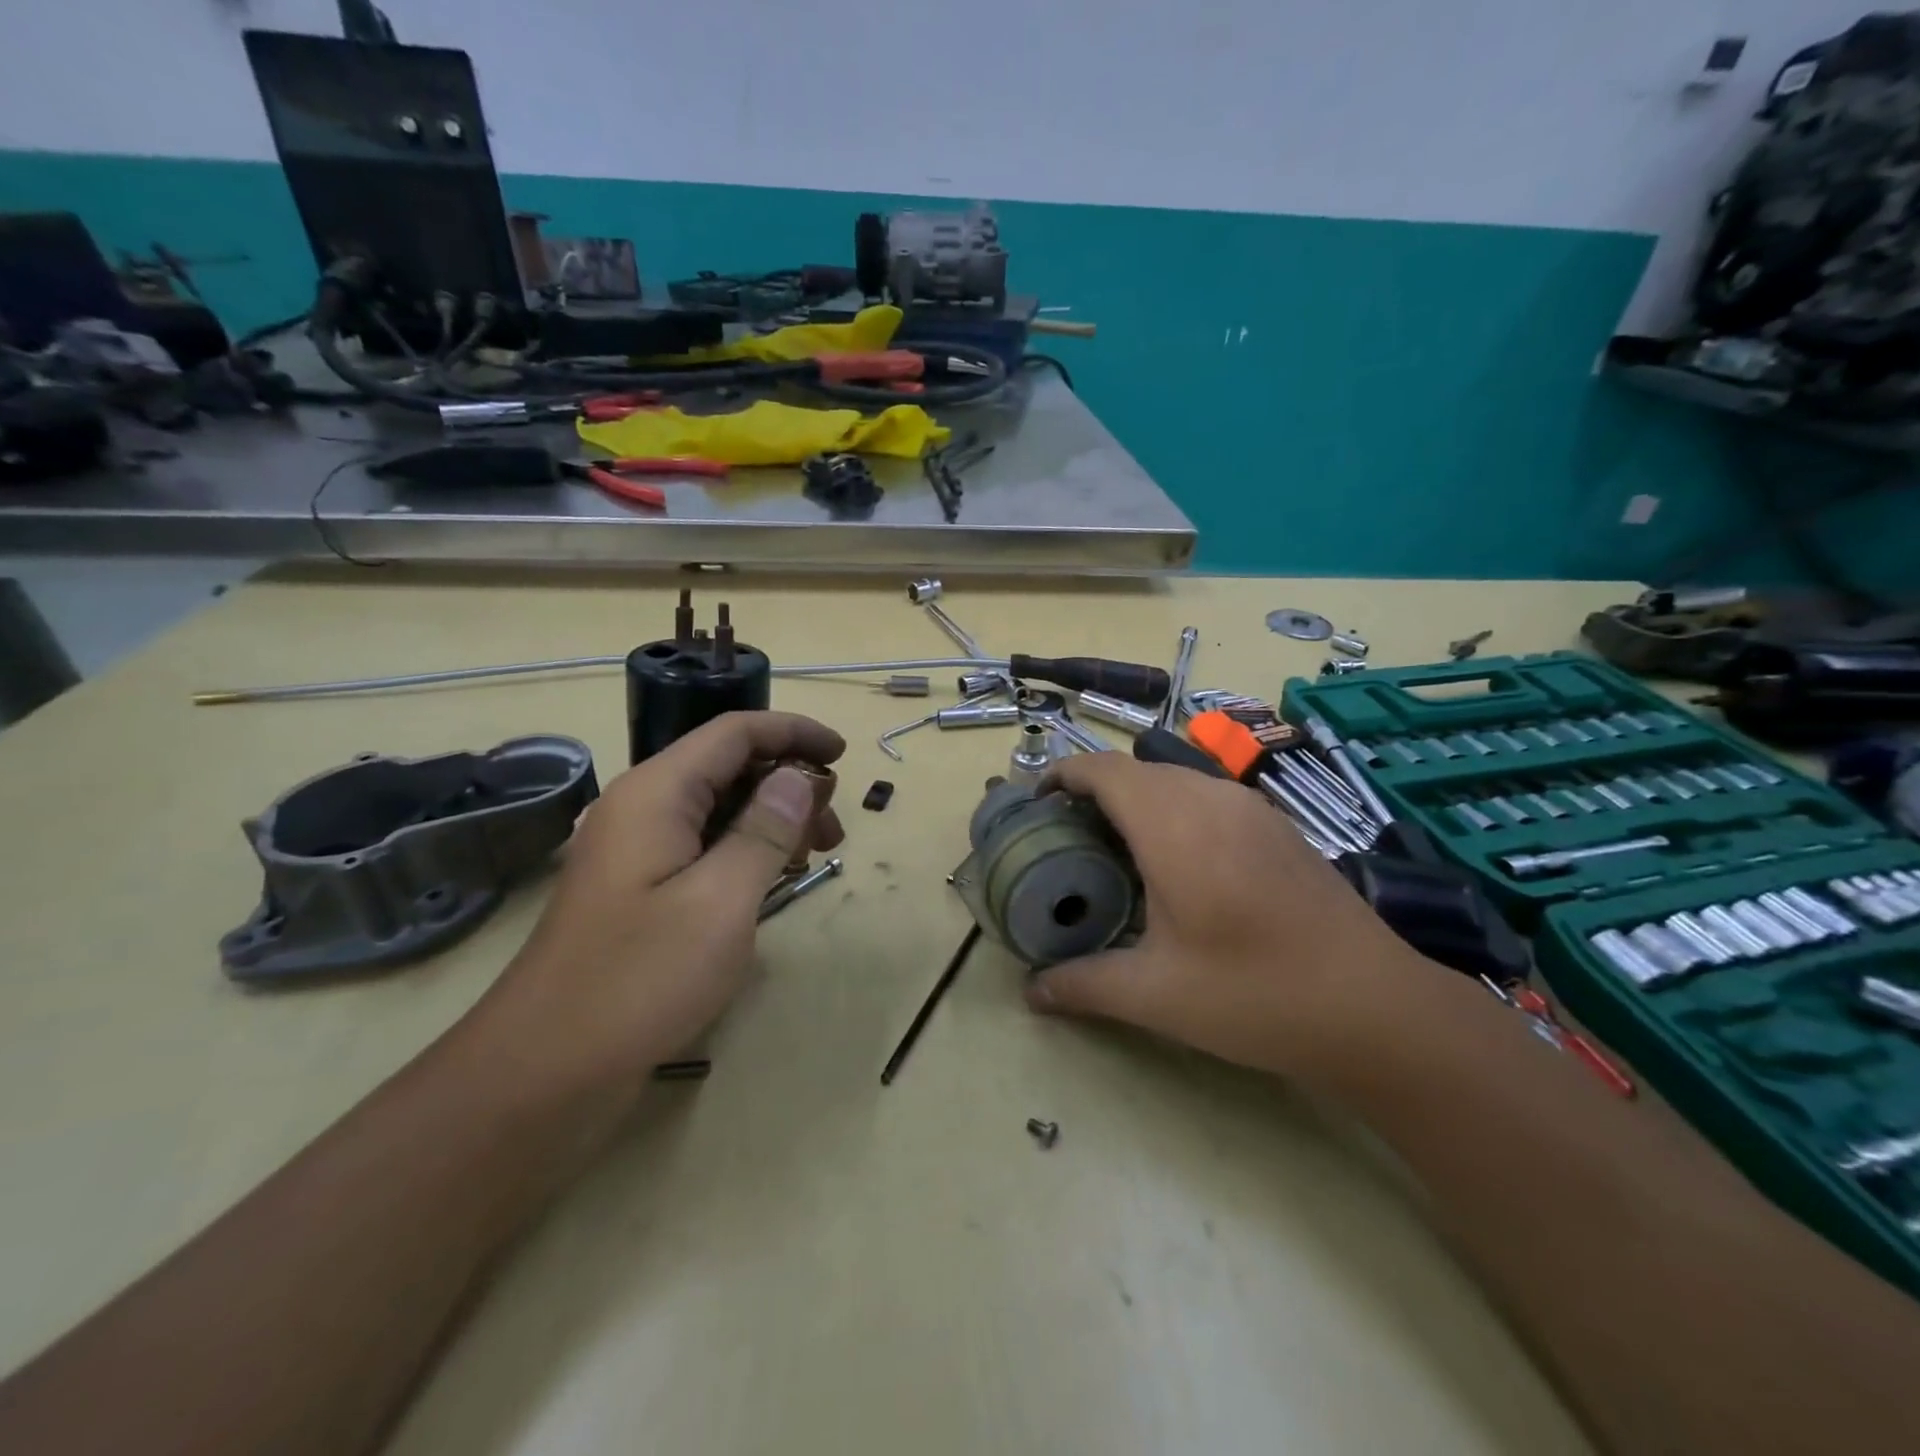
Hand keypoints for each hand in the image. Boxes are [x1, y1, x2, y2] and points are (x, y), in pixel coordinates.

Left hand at [464, 712, 844, 1096]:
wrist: (544, 1070)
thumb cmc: (640, 978)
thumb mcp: (721, 901)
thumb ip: (765, 831)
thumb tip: (798, 777)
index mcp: (657, 793)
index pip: (735, 733)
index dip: (794, 732)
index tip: (844, 755)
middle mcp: (642, 808)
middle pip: (727, 766)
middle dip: (789, 784)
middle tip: (834, 830)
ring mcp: (636, 850)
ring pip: (717, 808)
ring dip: (771, 820)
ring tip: (813, 858)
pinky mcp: (638, 889)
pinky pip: (702, 846)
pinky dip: (745, 851)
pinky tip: (770, 882)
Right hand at [1024, 753, 1428, 1083]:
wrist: (1374, 1007)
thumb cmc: (1253, 993)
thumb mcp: (1156, 995)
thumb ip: (1084, 985)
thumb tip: (1032, 992)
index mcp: (1173, 825)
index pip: (1104, 770)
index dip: (1064, 775)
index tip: (1037, 802)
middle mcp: (1210, 799)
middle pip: (1137, 769)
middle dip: (1095, 789)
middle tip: (1070, 835)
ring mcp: (1251, 808)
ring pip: (1176, 779)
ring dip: (1138, 798)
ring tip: (1118, 846)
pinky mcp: (1278, 826)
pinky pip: (1208, 796)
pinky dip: (1176, 809)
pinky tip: (1180, 861)